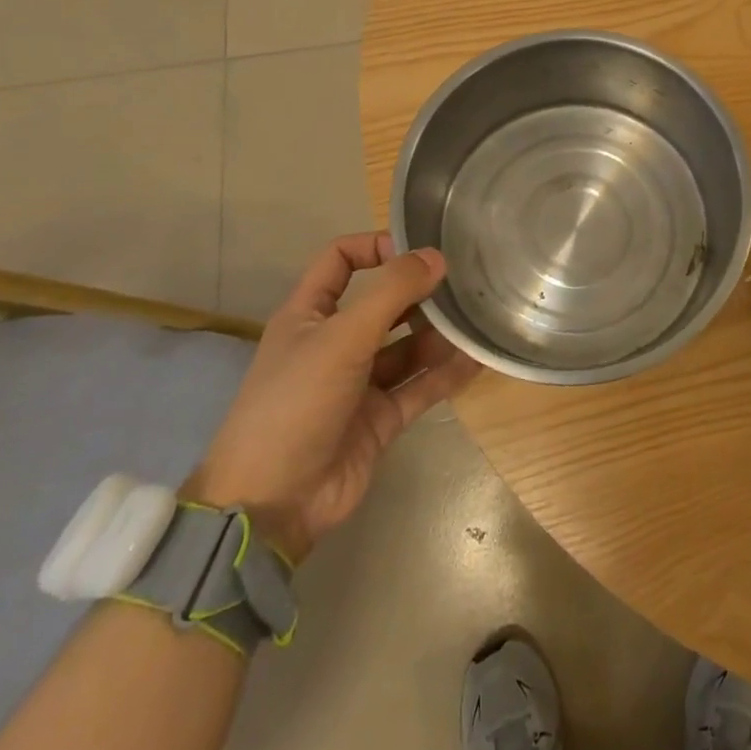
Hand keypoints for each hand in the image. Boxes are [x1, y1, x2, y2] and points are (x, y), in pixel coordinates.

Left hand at [184, 233, 478, 563]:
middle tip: (464, 284)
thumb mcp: (342, 338)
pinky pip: (421, 386)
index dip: (375, 246)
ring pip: (407, 346)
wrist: (272, 504)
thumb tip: (436, 256)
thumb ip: (391, 292)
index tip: (417, 250)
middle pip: (384, 303)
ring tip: (476, 321)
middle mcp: (335, 342)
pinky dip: (446, 373)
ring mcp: (359, 382)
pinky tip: (477, 360)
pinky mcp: (381, 417)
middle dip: (420, 292)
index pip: (340, 261)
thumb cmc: (296, 404)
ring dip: (439, 334)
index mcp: (310, 315)